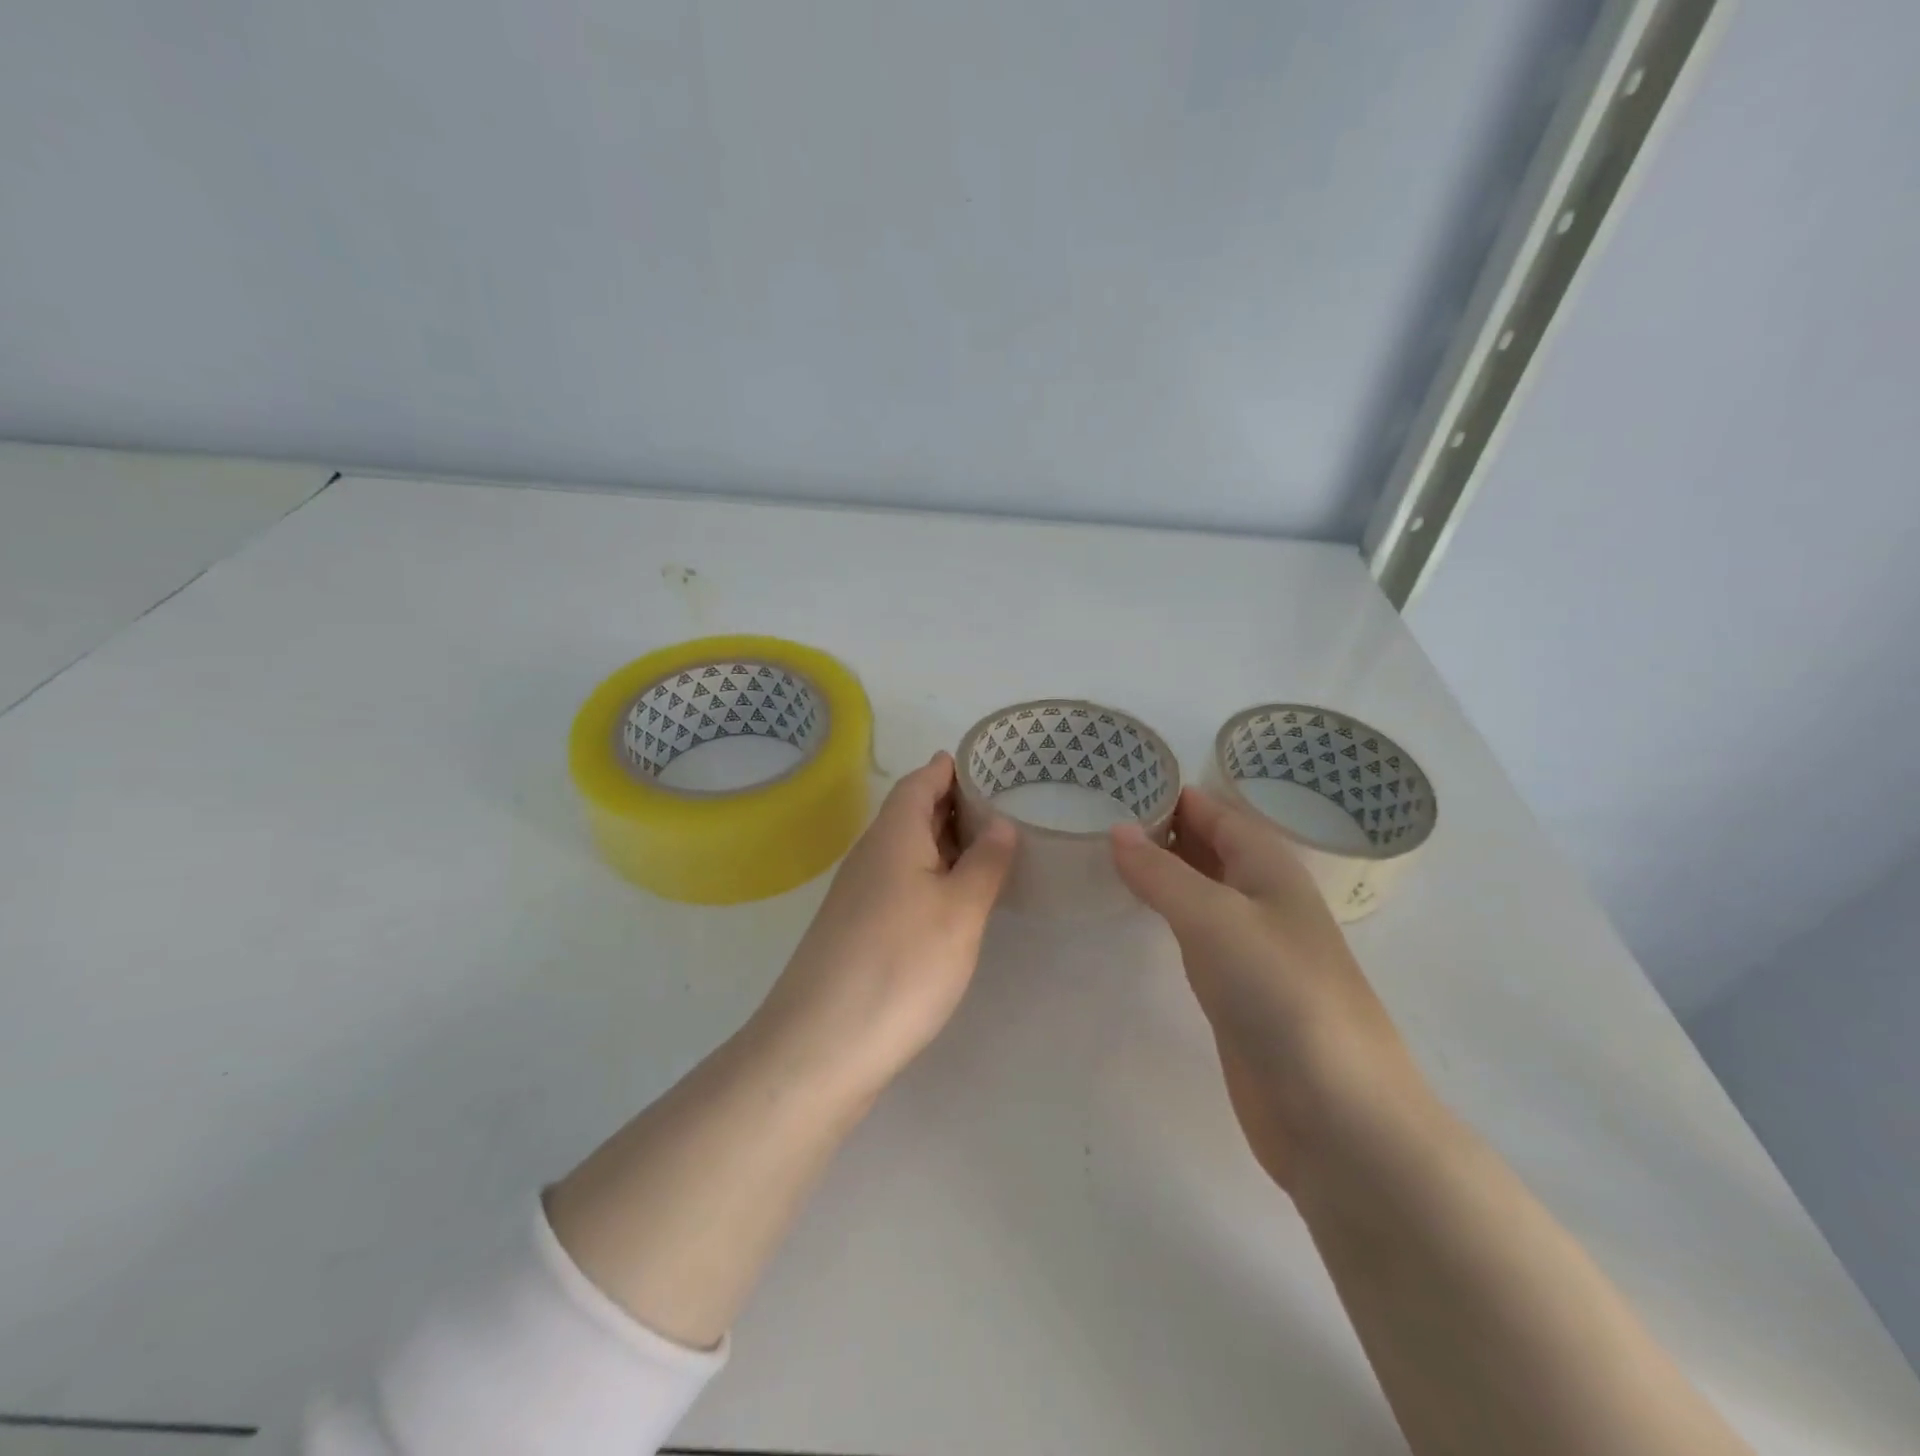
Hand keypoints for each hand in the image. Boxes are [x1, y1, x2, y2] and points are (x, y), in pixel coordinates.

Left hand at [747, 751, 1018, 1104]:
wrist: (820, 1046)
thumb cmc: (901, 965)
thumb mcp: (959, 911)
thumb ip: (985, 863)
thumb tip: (1002, 822)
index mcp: (893, 836)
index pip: (920, 782)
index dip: (949, 768)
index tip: (986, 761)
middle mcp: (870, 855)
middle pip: (911, 813)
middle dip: (952, 803)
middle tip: (1003, 803)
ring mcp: (858, 894)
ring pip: (906, 850)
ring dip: (943, 842)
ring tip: (989, 845)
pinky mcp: (857, 929)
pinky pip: (899, 882)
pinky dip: (930, 875)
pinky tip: (953, 898)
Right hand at [1110, 787, 1429, 1189]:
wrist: (1336, 1112)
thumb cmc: (1281, 995)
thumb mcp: (1215, 919)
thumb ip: (1162, 873)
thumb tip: (1117, 829)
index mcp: (1269, 867)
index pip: (1214, 810)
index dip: (1169, 791)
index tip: (1112, 779)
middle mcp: (1263, 897)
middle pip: (1208, 844)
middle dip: (1159, 826)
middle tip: (1094, 812)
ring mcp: (1252, 945)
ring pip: (1200, 887)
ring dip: (1161, 867)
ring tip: (1104, 850)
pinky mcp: (1238, 988)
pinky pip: (1195, 930)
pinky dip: (1166, 911)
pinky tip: (1137, 911)